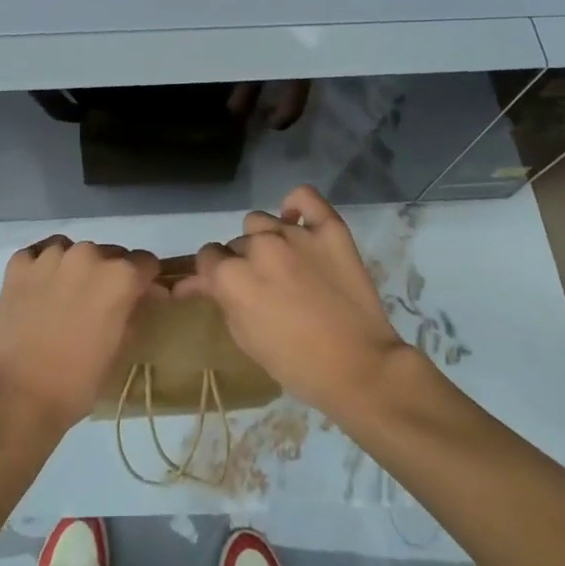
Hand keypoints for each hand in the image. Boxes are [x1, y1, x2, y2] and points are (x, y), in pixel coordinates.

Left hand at [0, 236, 162, 431]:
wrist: (17, 396)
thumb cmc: (77, 382)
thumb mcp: (119, 348)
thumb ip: (133, 312)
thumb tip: (141, 296)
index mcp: (120, 277)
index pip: (145, 262)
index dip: (144, 280)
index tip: (137, 295)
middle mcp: (88, 255)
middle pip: (109, 254)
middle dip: (109, 274)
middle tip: (97, 304)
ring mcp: (51, 256)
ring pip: (73, 250)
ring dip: (76, 268)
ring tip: (64, 297)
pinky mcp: (19, 263)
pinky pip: (39, 254)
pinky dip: (43, 267)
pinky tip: (39, 290)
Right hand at [175, 186, 408, 417]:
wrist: (360, 368)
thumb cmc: (297, 364)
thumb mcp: (245, 339)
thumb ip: (222, 300)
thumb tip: (204, 282)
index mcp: (233, 276)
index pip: (207, 256)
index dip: (213, 273)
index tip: (224, 287)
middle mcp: (259, 246)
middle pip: (237, 242)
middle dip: (243, 262)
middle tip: (264, 287)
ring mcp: (295, 233)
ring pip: (262, 222)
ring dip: (265, 240)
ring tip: (284, 262)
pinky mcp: (329, 228)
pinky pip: (304, 198)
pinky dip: (297, 205)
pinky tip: (298, 221)